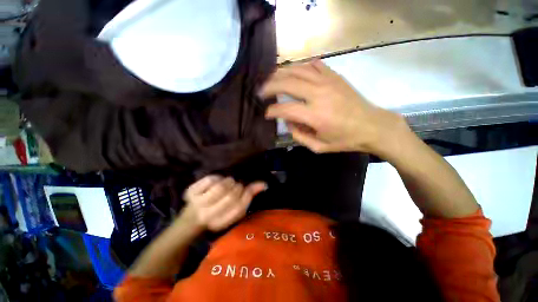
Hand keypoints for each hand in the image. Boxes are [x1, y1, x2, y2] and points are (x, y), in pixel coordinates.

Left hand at [182, 175, 266, 231]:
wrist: (191, 219)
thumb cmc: (217, 213)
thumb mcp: (234, 210)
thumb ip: (249, 195)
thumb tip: (264, 184)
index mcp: (222, 222)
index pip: (240, 207)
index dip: (246, 194)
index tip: (245, 189)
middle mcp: (208, 216)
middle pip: (231, 196)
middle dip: (237, 187)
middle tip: (235, 186)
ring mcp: (197, 204)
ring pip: (221, 187)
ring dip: (228, 182)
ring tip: (227, 183)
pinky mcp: (191, 193)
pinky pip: (210, 180)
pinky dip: (216, 178)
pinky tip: (214, 183)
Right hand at [259, 60, 409, 156]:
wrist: (372, 126)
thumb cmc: (345, 140)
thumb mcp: (319, 147)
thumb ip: (299, 136)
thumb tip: (288, 122)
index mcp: (315, 116)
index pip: (285, 109)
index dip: (272, 111)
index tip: (267, 113)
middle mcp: (319, 95)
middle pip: (287, 83)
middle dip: (270, 86)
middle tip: (261, 91)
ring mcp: (327, 82)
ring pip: (297, 69)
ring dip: (281, 73)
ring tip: (271, 79)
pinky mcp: (334, 76)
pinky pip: (313, 65)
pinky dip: (300, 66)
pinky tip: (294, 72)